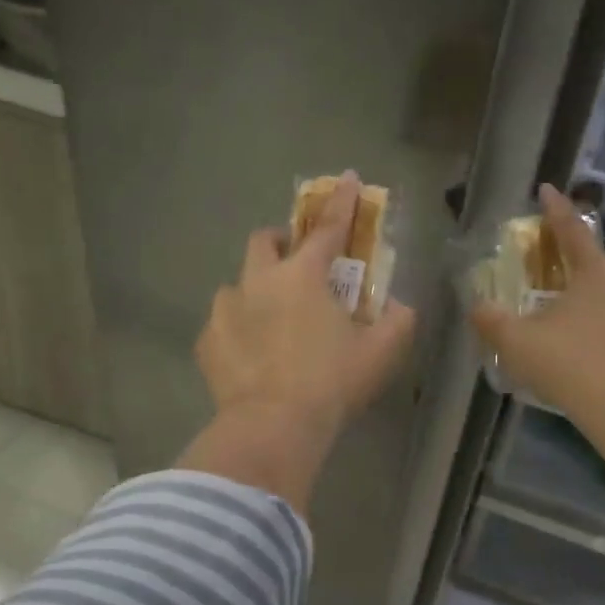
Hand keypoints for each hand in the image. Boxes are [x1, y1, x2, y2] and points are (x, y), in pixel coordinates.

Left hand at [195, 172, 416, 439]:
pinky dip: (237, 329)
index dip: (340, 203)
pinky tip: (249, 354)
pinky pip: (222, 324)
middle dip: (281, 242)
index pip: (327, 229)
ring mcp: (226, 310)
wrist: (274, 425)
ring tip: (269, 320)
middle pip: (264, 241)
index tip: (345, 179)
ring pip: (237, 284)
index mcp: (303, 275)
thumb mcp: (381, 352)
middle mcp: (259, 281)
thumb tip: (397, 307)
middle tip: (296, 263)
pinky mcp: (207, 342)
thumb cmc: (332, 383)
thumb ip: (397, 321)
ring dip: (255, 290)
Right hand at [471, 184, 604, 413]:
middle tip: (572, 289)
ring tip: (597, 332)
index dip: (556, 211)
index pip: (572, 233)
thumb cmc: (566, 364)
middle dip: (593, 269)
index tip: (548, 190)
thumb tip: (477, 307)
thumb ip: (492, 321)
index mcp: (597, 275)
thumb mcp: (516, 343)